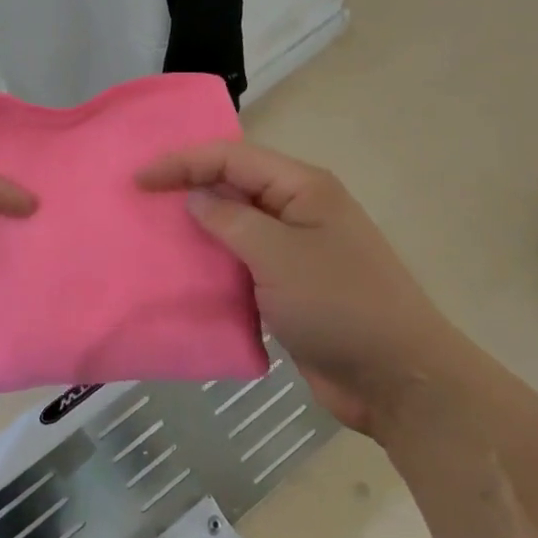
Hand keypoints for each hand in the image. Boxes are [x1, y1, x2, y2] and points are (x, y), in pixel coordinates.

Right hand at [137, 141, 445, 435]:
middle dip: (188, 188)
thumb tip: (195, 198)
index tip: (140, 179)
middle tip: (140, 200)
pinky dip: (214, 263)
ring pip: (236, 225)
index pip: (232, 158)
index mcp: (303, 187)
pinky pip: (243, 262)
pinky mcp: (290, 286)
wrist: (397, 380)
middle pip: (233, 185)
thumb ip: (231, 221)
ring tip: (152, 233)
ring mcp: (296, 249)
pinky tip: (184, 272)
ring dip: (198, 227)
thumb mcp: (279, 256)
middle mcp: (298, 209)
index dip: (183, 162)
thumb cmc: (340, 305)